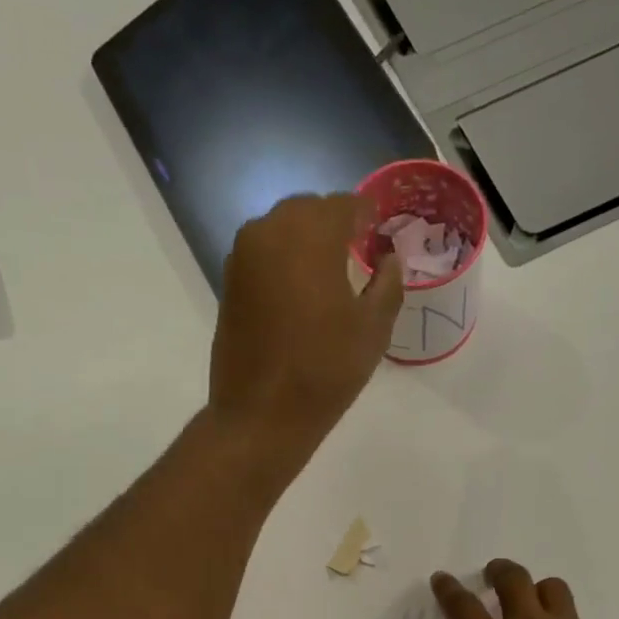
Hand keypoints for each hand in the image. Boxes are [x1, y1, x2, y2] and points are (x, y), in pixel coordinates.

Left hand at [210, 194, 403, 463]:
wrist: (262, 414)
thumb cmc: (325, 370)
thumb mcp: (373, 328)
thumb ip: (388, 283)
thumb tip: (389, 258)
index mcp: (311, 234)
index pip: (347, 205)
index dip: (369, 216)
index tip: (383, 234)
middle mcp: (270, 231)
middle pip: (310, 210)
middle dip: (336, 225)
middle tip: (359, 252)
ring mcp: (243, 256)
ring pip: (283, 229)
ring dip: (308, 241)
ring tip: (330, 273)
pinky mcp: (230, 282)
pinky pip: (264, 254)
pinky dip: (285, 261)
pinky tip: (302, 291)